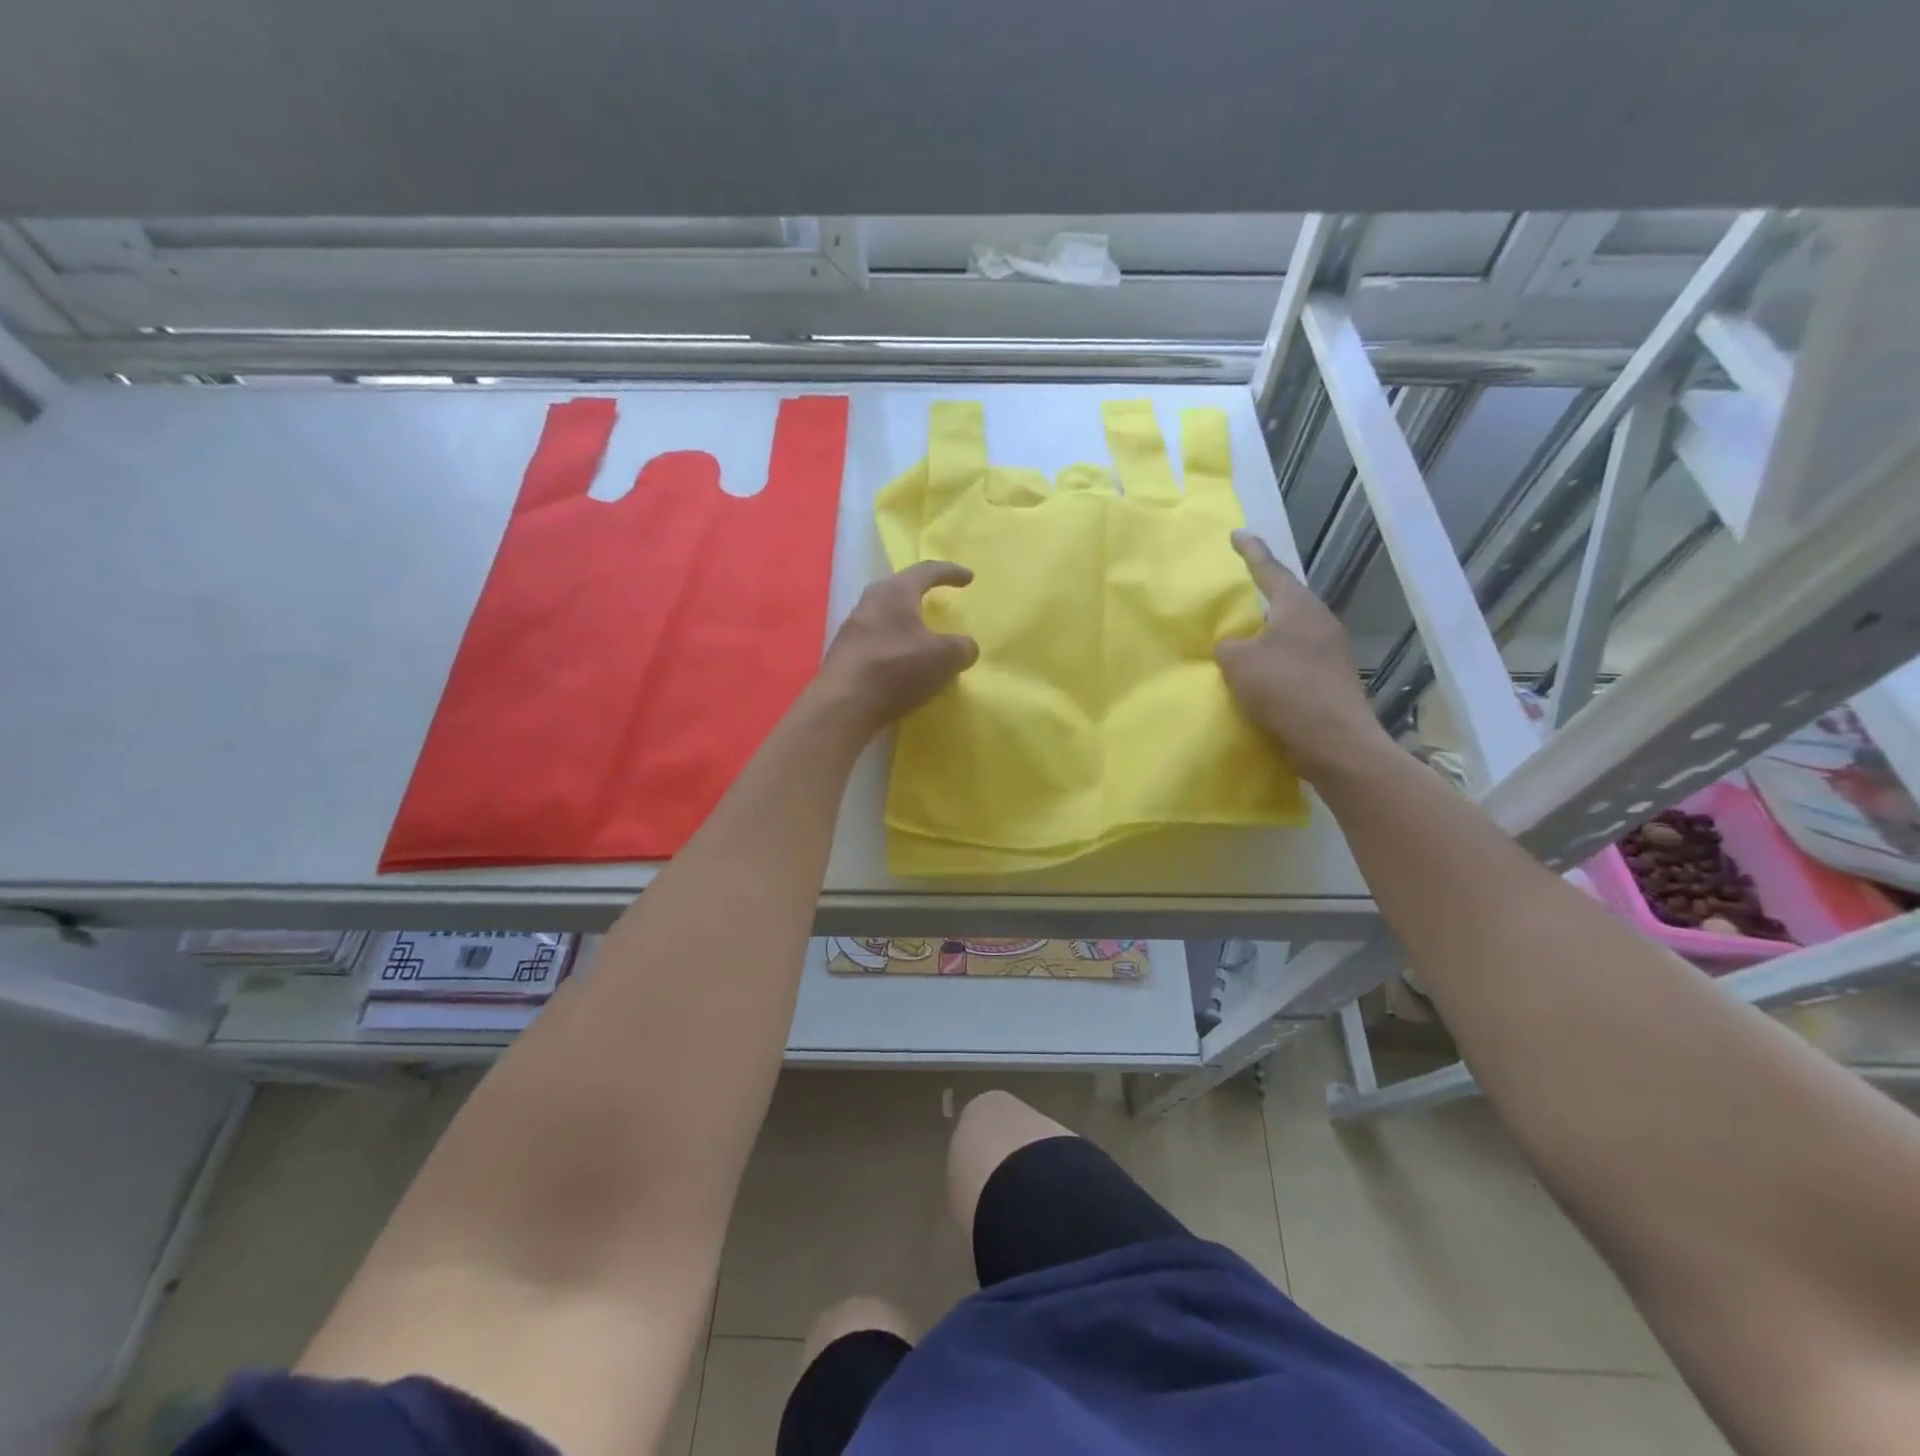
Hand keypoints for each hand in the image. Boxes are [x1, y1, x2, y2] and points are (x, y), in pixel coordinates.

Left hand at [812, 561, 979, 733]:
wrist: (844, 706)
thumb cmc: (897, 669)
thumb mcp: (944, 658)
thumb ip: (962, 647)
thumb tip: (966, 647)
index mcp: (895, 592)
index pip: (927, 571)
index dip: (951, 572)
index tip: (969, 578)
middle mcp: (870, 602)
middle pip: (901, 589)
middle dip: (922, 592)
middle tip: (939, 598)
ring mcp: (853, 628)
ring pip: (887, 616)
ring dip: (907, 622)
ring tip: (923, 634)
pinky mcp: (845, 654)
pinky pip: (878, 640)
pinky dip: (895, 646)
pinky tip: (904, 662)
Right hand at [1214, 531, 1393, 783]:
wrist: (1335, 742)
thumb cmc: (1285, 690)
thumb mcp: (1239, 664)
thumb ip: (1228, 647)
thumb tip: (1233, 647)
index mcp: (1298, 608)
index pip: (1270, 570)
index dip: (1251, 552)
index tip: (1237, 535)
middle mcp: (1320, 623)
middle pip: (1286, 603)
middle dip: (1263, 600)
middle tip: (1239, 598)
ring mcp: (1331, 653)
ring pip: (1292, 634)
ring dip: (1269, 637)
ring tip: (1245, 644)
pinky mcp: (1332, 682)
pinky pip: (1297, 662)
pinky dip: (1277, 665)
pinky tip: (1262, 680)